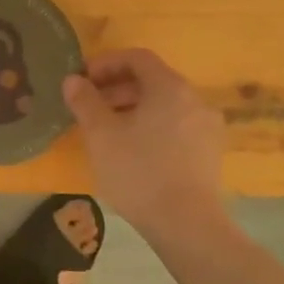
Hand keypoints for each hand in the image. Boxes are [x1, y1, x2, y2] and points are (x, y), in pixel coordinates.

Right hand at [62, 48, 227, 237]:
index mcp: (170, 87)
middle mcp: (194, 99)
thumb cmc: (139, 172)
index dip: (106, 63)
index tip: (82, 80)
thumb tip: (73, 80)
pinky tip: (132, 150)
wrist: (187, 225)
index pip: (137, 58)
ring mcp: (207, 127)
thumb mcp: (101, 135)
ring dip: (133, 108)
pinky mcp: (209, 153)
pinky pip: (176, 126)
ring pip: (164, 105)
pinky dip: (151, 127)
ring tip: (106, 129)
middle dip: (116, 87)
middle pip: (152, 80)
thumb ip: (85, 101)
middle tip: (89, 105)